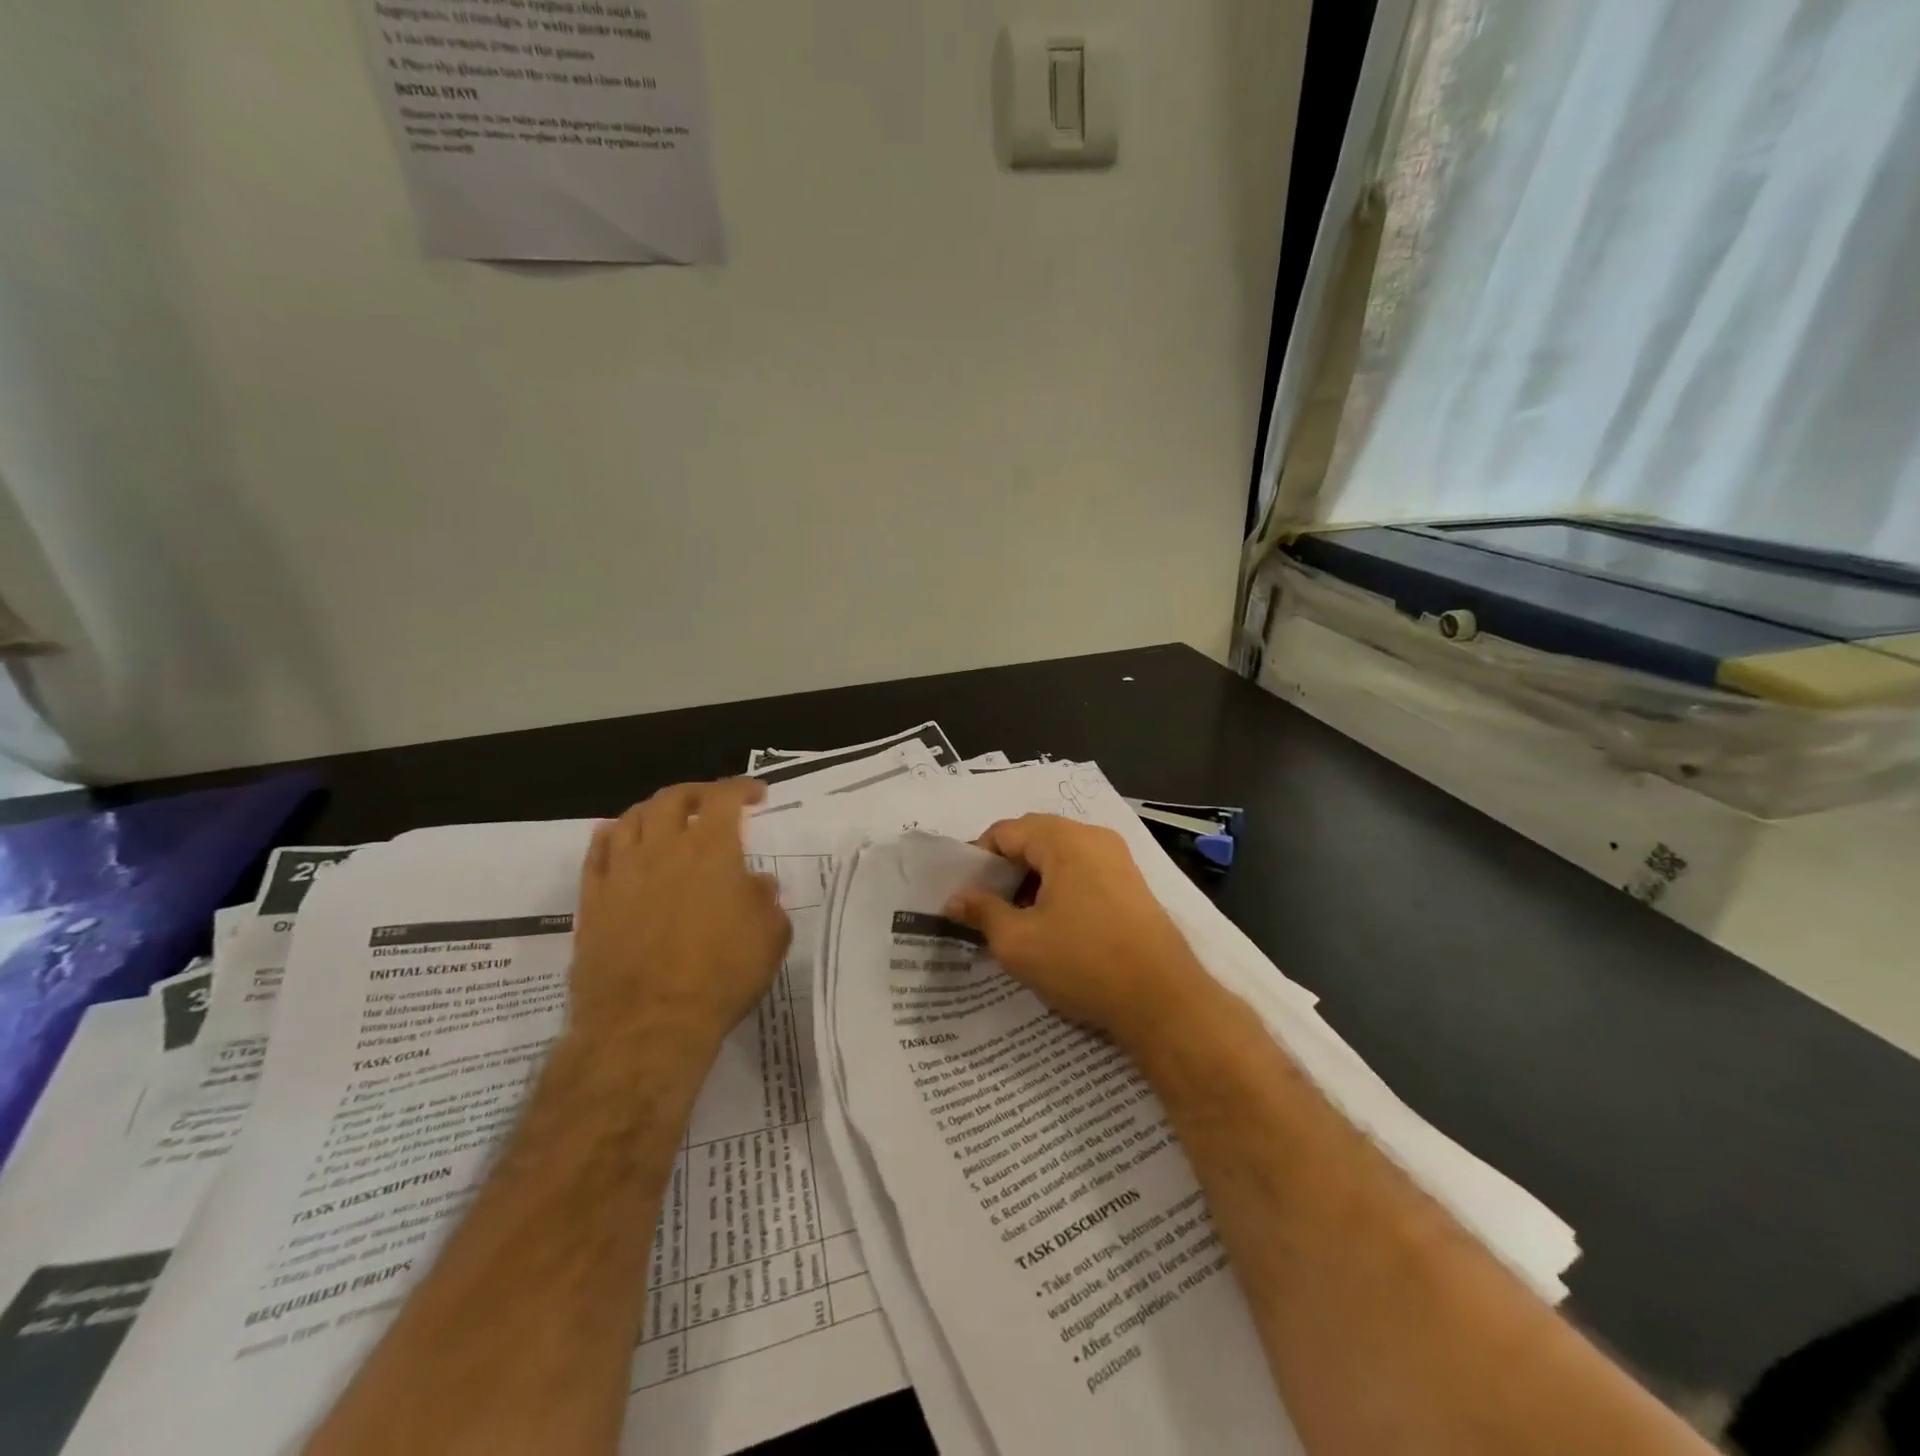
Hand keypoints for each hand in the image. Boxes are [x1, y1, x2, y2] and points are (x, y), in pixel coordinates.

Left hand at [569, 779, 791, 1057]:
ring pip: (630, 819)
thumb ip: (765, 900)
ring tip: (666, 819)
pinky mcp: (592, 901)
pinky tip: (620, 840)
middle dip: (696, 793)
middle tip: (711, 803)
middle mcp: (663, 849)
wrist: (648, 1024)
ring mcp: (622, 873)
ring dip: (653, 811)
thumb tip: (754, 883)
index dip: (742, 788)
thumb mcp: (770, 937)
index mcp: (712, 850)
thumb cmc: (721, 976)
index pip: (725, 798)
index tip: (757, 794)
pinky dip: (611, 836)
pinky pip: (597, 853)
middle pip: (672, 798)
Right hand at [944, 815, 1212, 1050]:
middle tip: (988, 907)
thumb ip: (982, 912)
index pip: (1005, 831)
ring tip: (1018, 919)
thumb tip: (955, 899)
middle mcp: (1093, 837)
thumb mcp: (1019, 942)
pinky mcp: (1132, 883)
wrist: (1164, 1000)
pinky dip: (1060, 887)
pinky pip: (1083, 870)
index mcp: (1064, 840)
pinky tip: (1054, 924)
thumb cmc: (1084, 963)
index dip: (978, 860)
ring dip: (1032, 879)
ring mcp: (1118, 859)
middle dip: (1005, 868)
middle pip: (1034, 837)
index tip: (967, 895)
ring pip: (1059, 855)